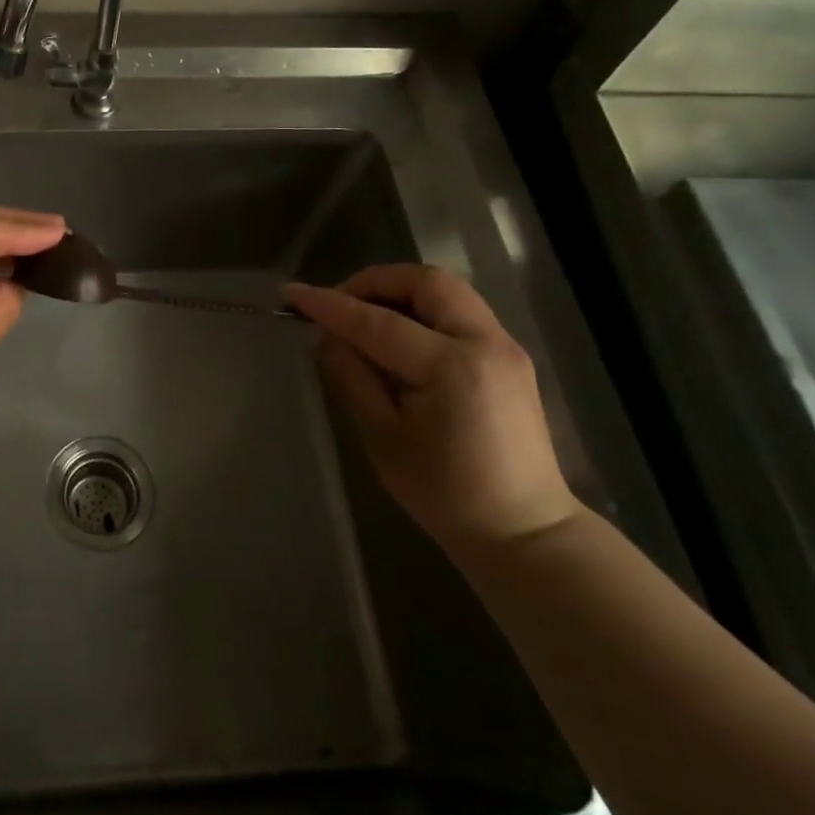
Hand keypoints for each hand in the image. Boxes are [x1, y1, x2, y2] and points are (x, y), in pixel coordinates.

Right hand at [283, 265, 578, 548]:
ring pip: (446, 290)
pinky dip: (422, 308)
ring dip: (399, 291)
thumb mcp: (382, 436)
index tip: (291, 294)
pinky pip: (459, 310)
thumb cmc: (444, 493)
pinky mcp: (509, 356)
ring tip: (363, 316)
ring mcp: (504, 346)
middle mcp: (484, 342)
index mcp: (451, 367)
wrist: (523, 531)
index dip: (329, 305)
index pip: (377, 321)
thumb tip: (327, 336)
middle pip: (425, 282)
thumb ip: (351, 376)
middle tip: (338, 305)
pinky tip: (397, 335)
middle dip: (373, 282)